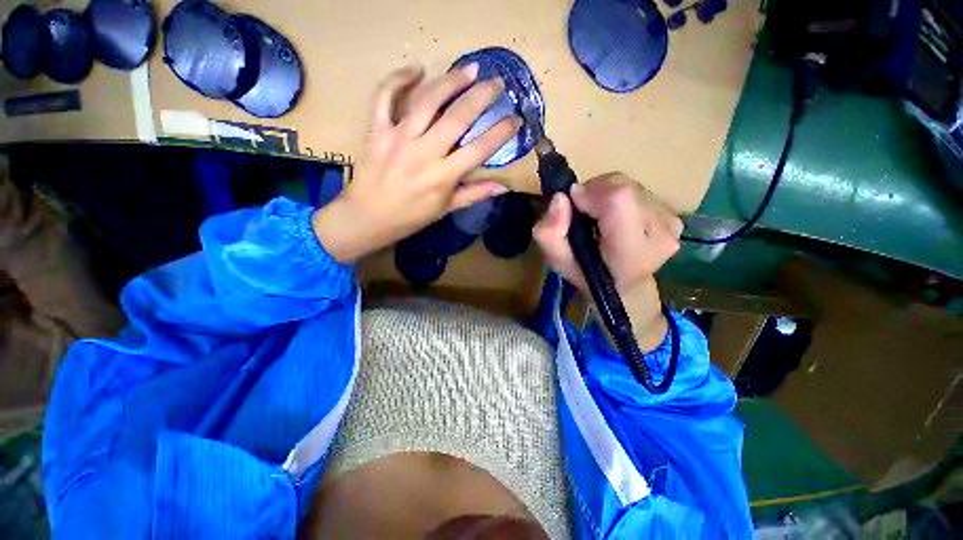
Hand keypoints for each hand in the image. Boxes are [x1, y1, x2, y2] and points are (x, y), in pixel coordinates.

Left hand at [313, 63, 521, 262]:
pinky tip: (416, 68)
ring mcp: (398, 138)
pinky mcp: (377, 130)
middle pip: (457, 117)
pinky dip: (398, 78)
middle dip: (482, 96)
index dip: (501, 132)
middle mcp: (424, 153)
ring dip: (451, 81)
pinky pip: (385, 96)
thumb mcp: (446, 209)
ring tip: (469, 70)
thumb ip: (474, 194)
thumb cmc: (411, 217)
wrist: (368, 217)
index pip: (479, 149)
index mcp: (443, 176)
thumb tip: (503, 185)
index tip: (515, 119)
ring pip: (428, 100)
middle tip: (497, 82)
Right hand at [533, 173, 682, 348]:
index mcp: (631, 252)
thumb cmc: (587, 275)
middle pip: (623, 188)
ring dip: (605, 194)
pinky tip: (614, 217)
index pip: (618, 201)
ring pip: (630, 185)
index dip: (591, 194)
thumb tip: (561, 198)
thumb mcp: (557, 261)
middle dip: (595, 192)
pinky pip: (640, 191)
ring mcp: (672, 224)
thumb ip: (549, 233)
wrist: (622, 289)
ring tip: (597, 216)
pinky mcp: (674, 217)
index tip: (573, 204)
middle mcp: (660, 235)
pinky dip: (619, 197)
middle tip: (582, 212)